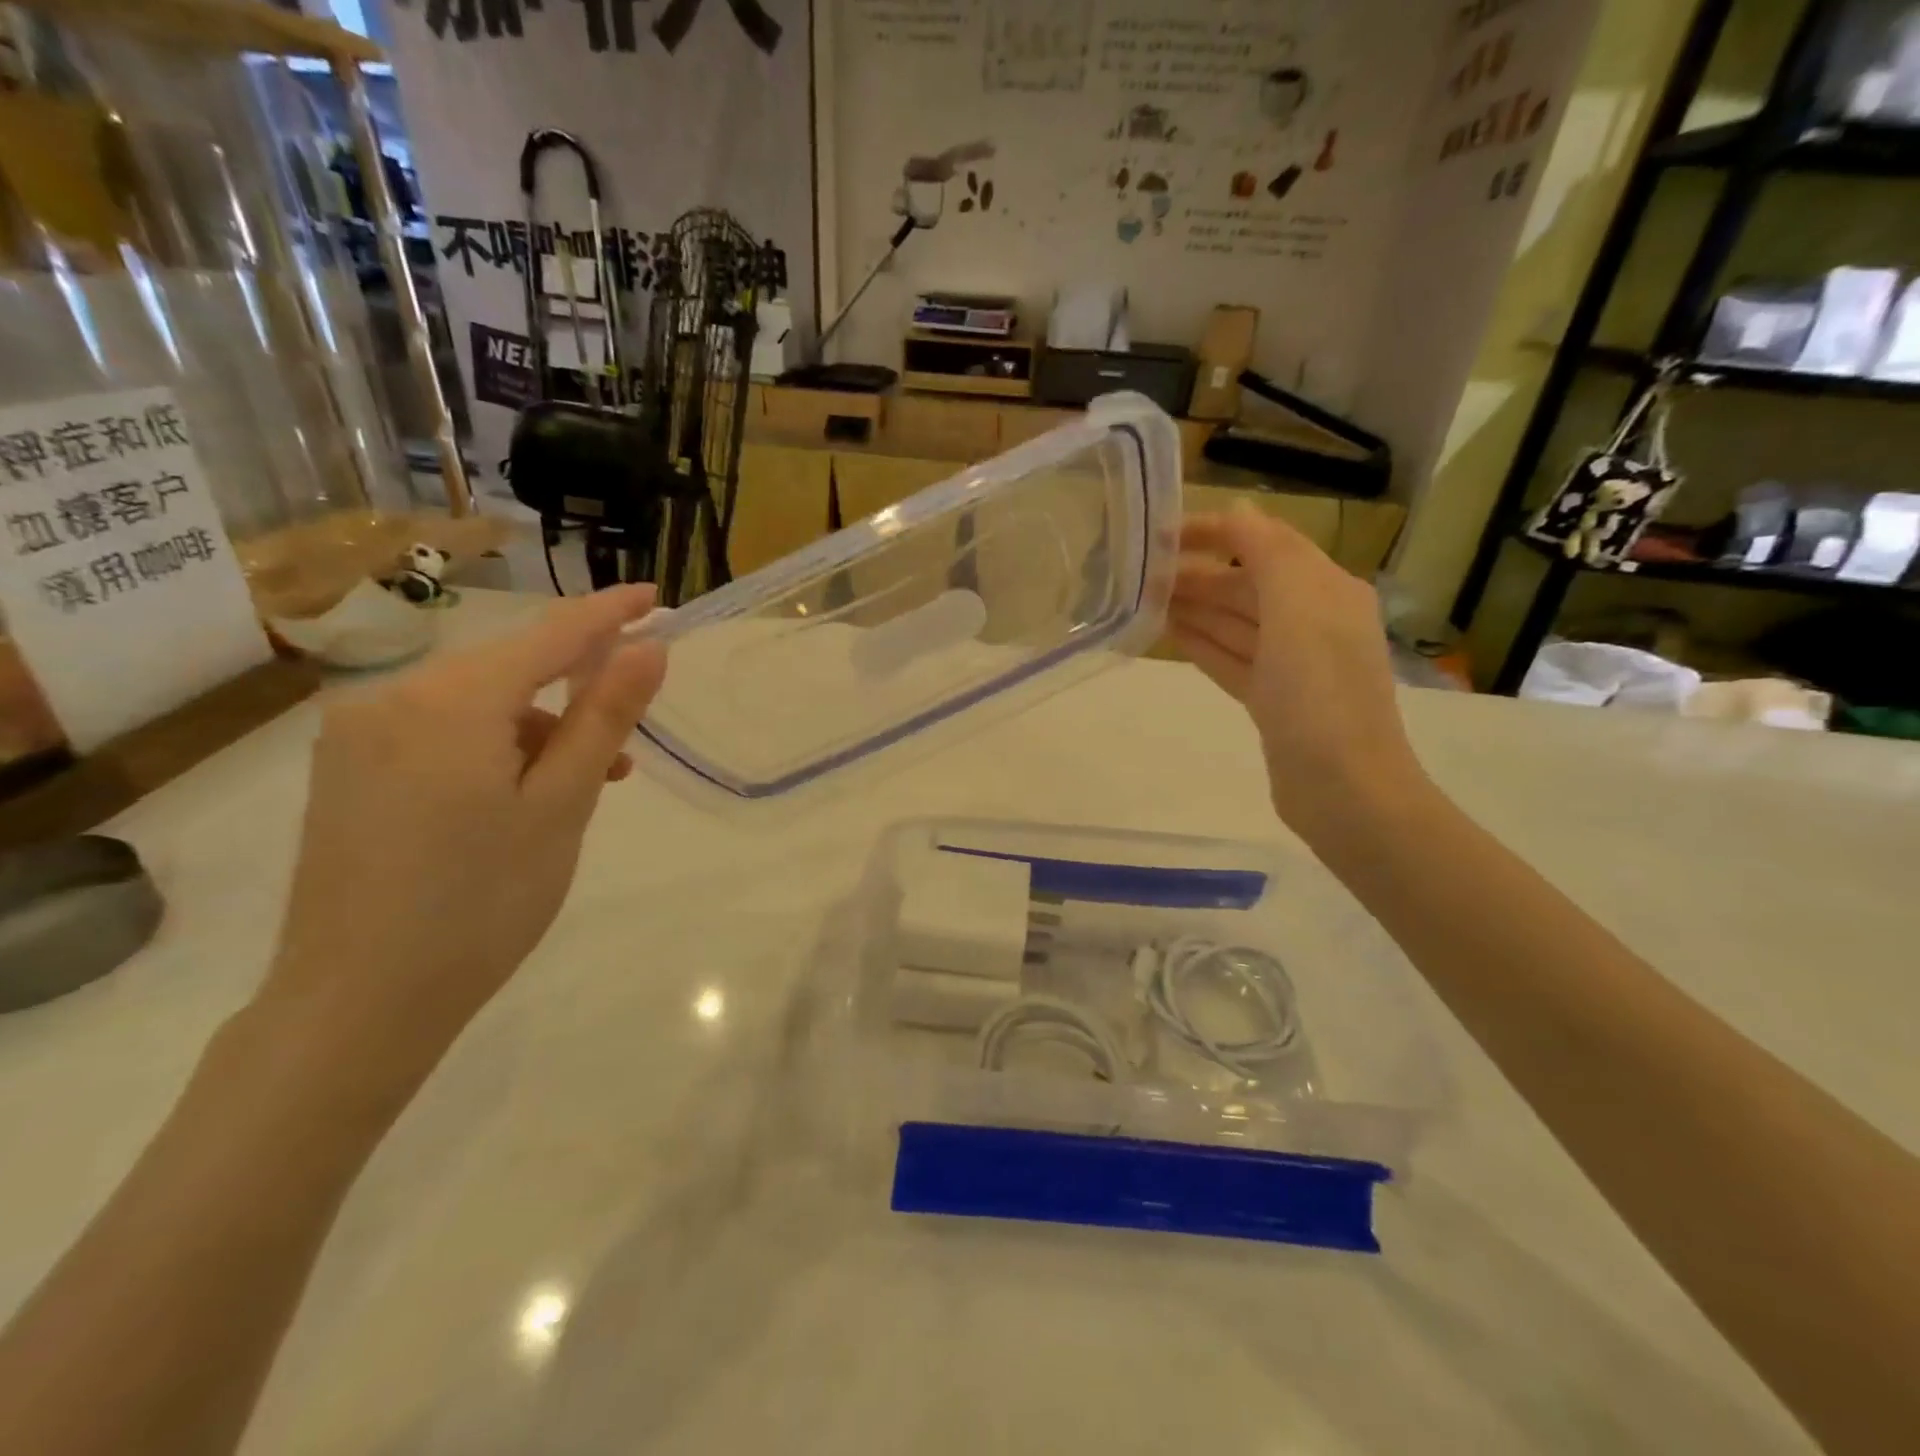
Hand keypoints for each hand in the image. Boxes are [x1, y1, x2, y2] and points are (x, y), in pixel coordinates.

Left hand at [262, 586, 667, 1079]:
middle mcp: (390, 698)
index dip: (609, 613)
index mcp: (448, 701)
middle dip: (574, 694)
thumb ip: (604, 716)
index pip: (549, 635)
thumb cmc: (482, 902)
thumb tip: (649, 647)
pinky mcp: (346, 769)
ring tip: (575, 792)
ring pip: (476, 705)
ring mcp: (356, 734)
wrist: (359, 1004)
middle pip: (508, 669)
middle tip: (622, 750)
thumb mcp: (562, 805)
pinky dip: (492, 750)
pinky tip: (517, 797)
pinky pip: (440, 732)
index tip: (657, 597)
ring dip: (536, 732)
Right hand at [1169, 508, 1426, 829]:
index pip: (1266, 543)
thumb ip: (1268, 552)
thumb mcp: (1298, 607)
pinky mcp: (1273, 700)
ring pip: (1235, 623)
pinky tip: (1169, 634)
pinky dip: (1202, 644)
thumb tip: (1239, 511)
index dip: (1217, 531)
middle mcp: (1312, 620)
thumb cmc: (1319, 691)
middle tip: (1140, 572)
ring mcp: (1292, 664)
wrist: (1342, 786)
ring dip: (1194, 607)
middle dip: (1199, 573)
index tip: (1163, 532)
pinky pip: (1231, 659)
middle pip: (1247, 584)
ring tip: (1145, 598)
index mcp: (1326, 589)